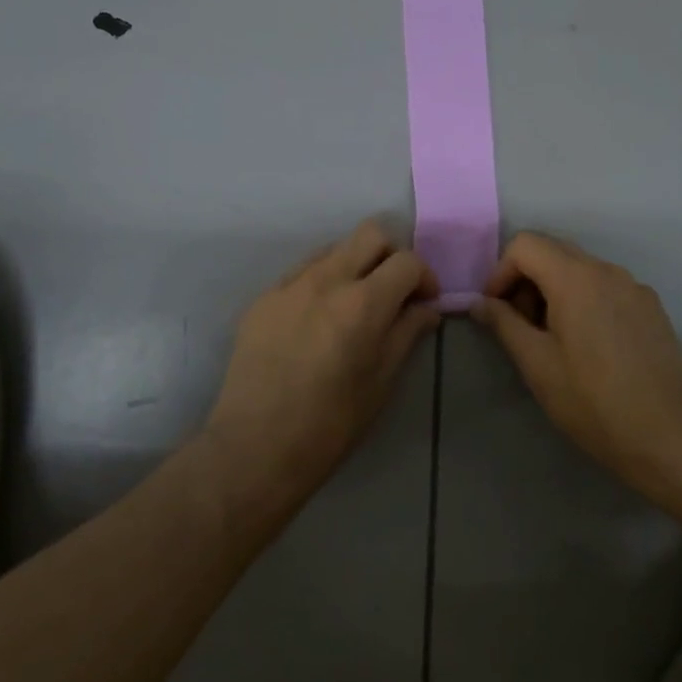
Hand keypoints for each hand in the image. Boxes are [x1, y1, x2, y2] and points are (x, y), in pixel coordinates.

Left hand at [207, 221, 440, 496]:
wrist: (255, 447)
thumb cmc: (330, 425)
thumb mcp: (381, 382)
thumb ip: (407, 334)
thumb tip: (426, 309)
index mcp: (363, 303)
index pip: (406, 261)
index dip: (424, 277)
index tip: (425, 302)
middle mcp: (326, 279)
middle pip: (370, 234)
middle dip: (391, 255)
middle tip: (393, 291)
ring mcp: (289, 285)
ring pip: (334, 248)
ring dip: (355, 265)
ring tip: (354, 304)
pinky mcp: (263, 298)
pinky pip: (302, 272)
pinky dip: (322, 282)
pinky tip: (318, 319)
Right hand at [472, 232, 681, 493]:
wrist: (672, 437)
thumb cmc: (594, 402)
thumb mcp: (537, 365)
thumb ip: (504, 324)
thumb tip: (479, 303)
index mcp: (575, 277)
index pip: (525, 244)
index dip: (501, 272)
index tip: (497, 311)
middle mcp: (606, 269)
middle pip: (553, 250)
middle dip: (526, 280)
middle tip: (521, 327)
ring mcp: (633, 286)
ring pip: (580, 268)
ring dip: (554, 290)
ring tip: (553, 340)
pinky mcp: (650, 306)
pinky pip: (605, 286)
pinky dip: (583, 300)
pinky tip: (588, 346)